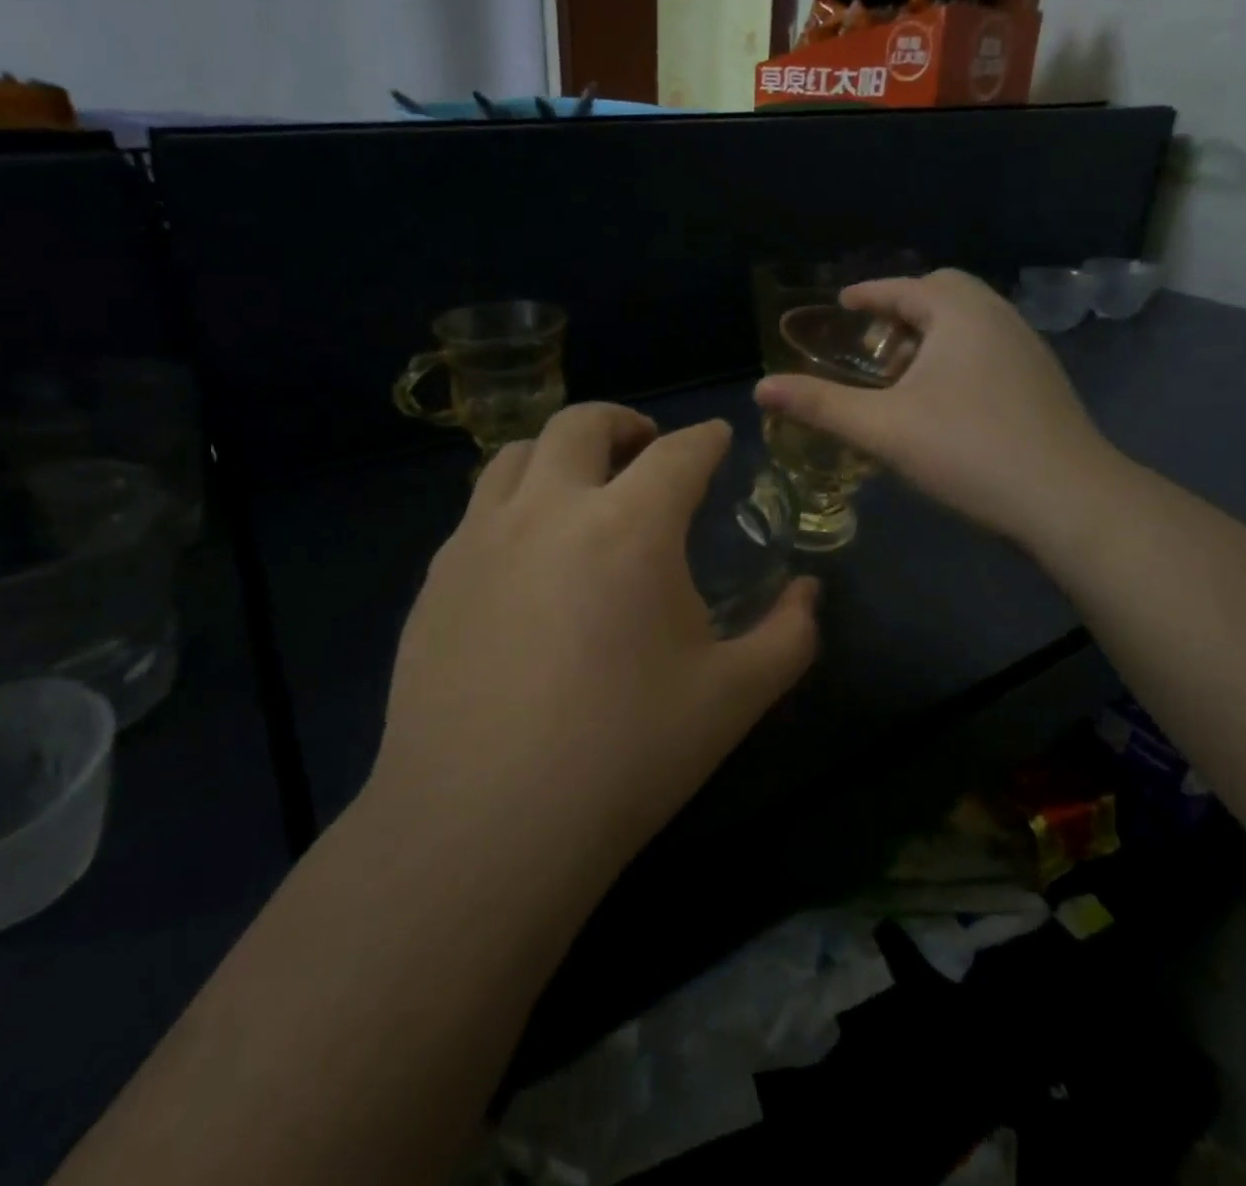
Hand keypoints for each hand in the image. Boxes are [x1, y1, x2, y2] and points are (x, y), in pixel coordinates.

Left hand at [367, 404, 818, 886]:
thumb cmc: (625, 755)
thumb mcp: (735, 698)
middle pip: (582, 424)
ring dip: (559, 454)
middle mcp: (549, 509)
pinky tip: (525, 554)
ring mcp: (481, 538)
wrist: (484, 824)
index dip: (706, 439)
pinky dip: (514, 503)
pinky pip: (478, 510)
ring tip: (580, 486)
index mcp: (630, 526)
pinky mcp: (437, 576)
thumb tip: (808, 592)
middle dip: (624, 422)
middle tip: (645, 447)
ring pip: (515, 455)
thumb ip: (789, 635)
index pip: (679, 453)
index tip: (717, 439)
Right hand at [755, 269, 1120, 549]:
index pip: (905, 287)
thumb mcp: (882, 427)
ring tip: (899, 375)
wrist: (1067, 499)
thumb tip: (761, 389)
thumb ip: (820, 405)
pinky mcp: (1041, 383)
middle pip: (944, 295)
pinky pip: (987, 351)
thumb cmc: (968, 450)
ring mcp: (1027, 350)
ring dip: (931, 337)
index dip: (867, 294)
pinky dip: (955, 359)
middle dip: (903, 311)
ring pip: (969, 325)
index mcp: (960, 313)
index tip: (841, 304)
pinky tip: (941, 402)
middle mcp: (999, 317)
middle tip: (871, 342)